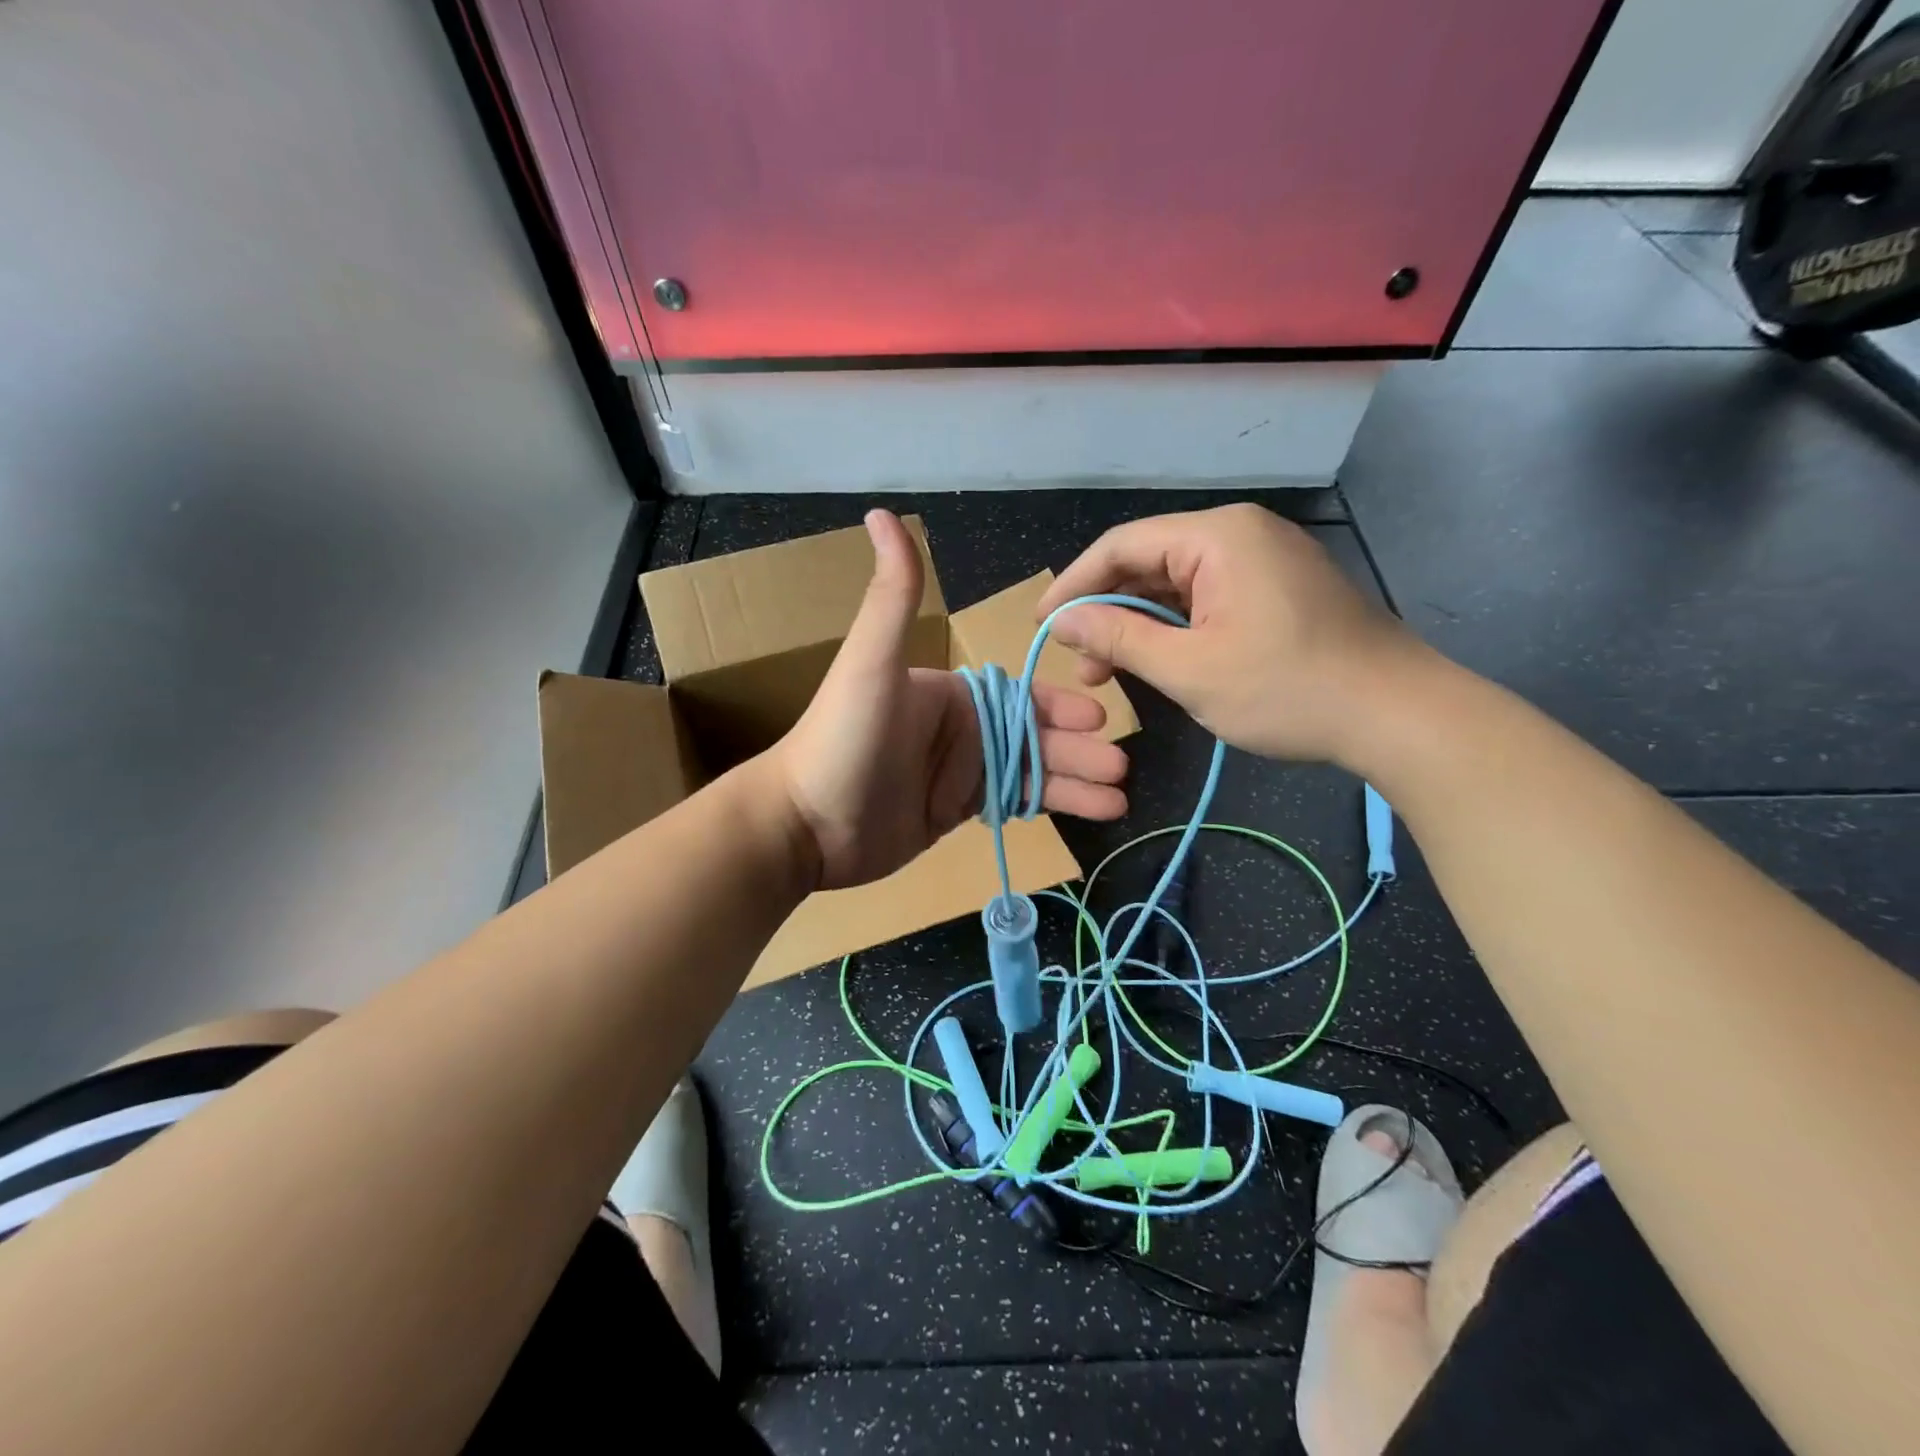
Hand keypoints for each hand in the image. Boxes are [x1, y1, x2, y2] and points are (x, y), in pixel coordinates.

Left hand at [773, 511, 1128, 890]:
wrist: (805, 825)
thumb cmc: (843, 738)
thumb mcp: (871, 662)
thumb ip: (894, 595)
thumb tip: (881, 512)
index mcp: (949, 692)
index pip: (1019, 695)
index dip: (1059, 707)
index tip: (1100, 719)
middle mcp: (958, 728)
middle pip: (1033, 736)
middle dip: (1079, 751)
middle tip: (1121, 768)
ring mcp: (957, 772)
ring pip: (1030, 772)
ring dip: (1073, 783)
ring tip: (1118, 802)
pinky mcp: (953, 811)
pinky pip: (1012, 802)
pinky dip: (1047, 806)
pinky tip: (1084, 814)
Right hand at [1036, 503, 1423, 765]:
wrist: (1397, 714)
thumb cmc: (1287, 690)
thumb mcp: (1189, 670)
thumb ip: (1119, 640)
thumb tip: (1064, 622)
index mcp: (1216, 537)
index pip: (1120, 546)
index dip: (1074, 585)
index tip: (1043, 624)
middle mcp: (1238, 533)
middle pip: (1147, 561)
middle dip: (1106, 611)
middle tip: (1080, 664)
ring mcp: (1261, 558)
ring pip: (1175, 583)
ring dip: (1138, 624)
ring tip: (1109, 673)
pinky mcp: (1275, 587)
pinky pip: (1205, 597)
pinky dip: (1174, 627)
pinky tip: (1156, 660)